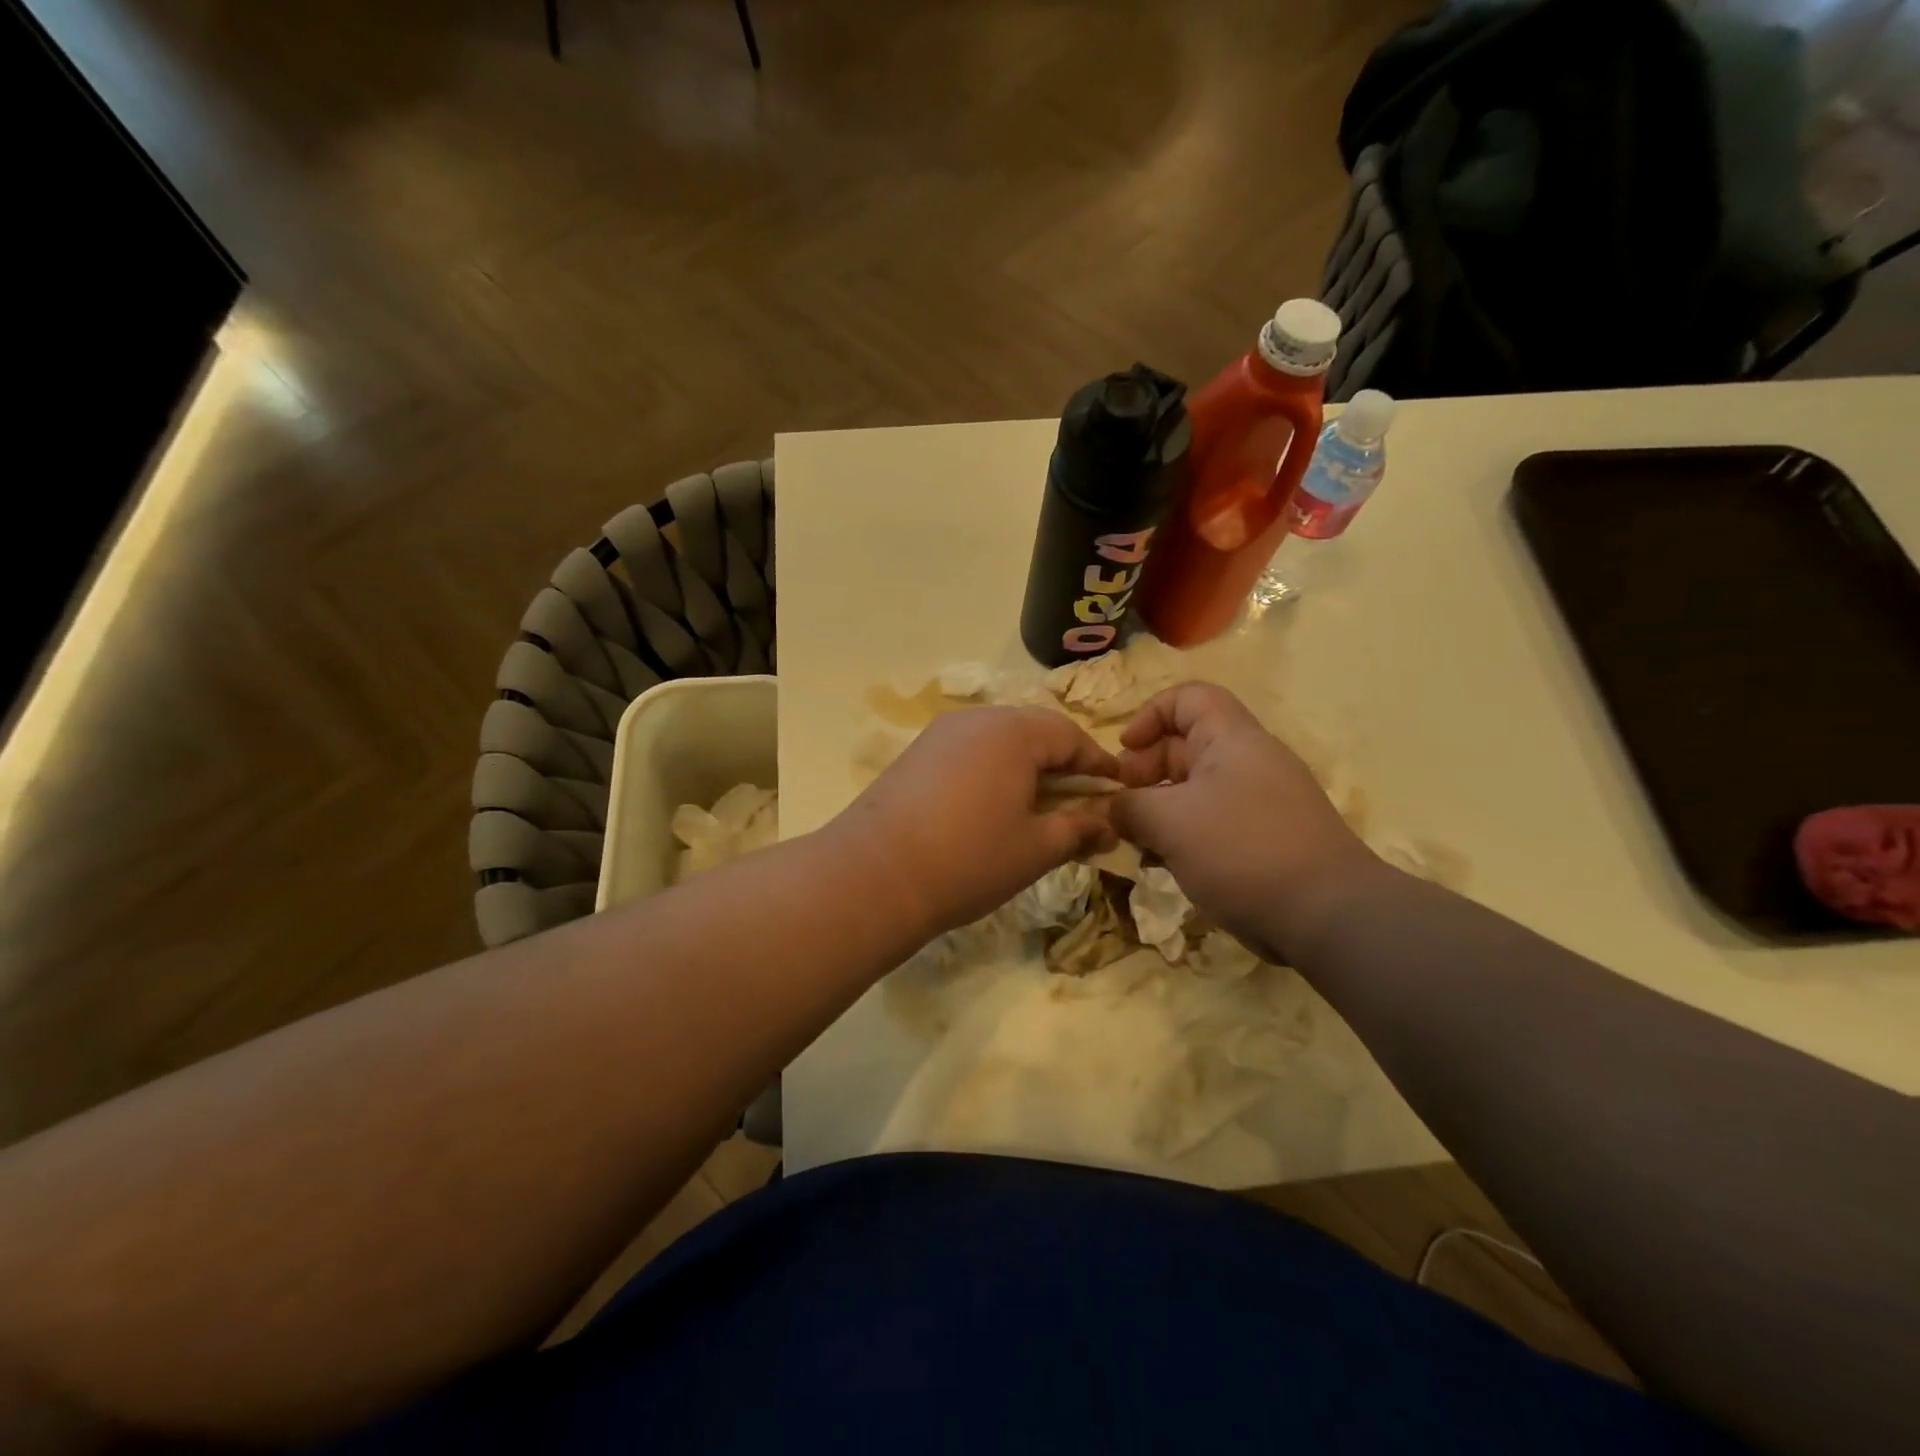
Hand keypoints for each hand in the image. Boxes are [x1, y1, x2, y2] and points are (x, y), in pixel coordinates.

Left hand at [831, 707, 1120, 935]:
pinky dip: (992, 770)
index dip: (1097, 763)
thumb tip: (1109, 826)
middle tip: (1079, 799)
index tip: (1117, 789)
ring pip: (999, 739)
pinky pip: (969, 751)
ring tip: (1038, 805)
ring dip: (1026, 766)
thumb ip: (1079, 829)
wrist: (874, 875)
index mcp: (1014, 732)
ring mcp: (941, 734)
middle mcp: (977, 719)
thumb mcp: (1036, 848)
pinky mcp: (916, 754)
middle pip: (1034, 731)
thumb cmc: (969, 859)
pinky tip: (992, 805)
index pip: (1070, 736)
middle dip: (1062, 762)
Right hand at [1112, 682, 1381, 962]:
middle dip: (1145, 770)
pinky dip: (1183, 836)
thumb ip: (1129, 806)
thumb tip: (1113, 808)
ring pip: (1195, 790)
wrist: (1326, 914)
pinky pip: (1212, 823)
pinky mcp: (1263, 840)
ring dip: (1159, 809)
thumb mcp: (1169, 822)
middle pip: (1186, 745)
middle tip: (1122, 805)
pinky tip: (1164, 864)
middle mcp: (1248, 762)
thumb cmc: (1241, 849)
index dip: (1149, 715)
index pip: (1188, 698)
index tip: (1123, 751)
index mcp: (1232, 739)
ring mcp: (1259, 803)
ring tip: (1137, 840)